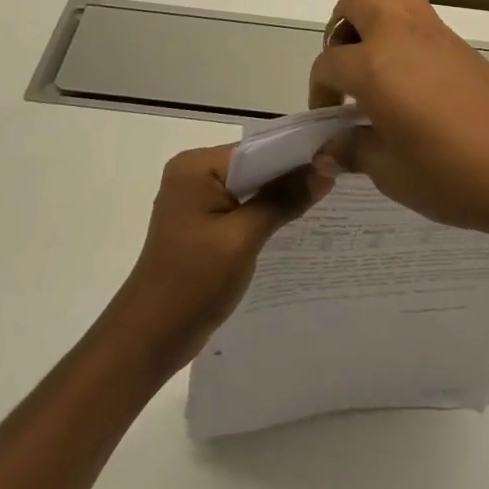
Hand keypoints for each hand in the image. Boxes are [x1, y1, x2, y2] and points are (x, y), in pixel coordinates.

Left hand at [105, 146, 333, 372]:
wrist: (149, 338)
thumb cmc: (193, 282)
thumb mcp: (243, 238)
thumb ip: (283, 200)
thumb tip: (326, 169)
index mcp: (196, 167)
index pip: (256, 149)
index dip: (296, 155)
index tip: (337, 160)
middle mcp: (193, 174)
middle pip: (254, 165)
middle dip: (291, 175)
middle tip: (338, 180)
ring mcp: (195, 199)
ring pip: (249, 187)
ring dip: (280, 195)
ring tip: (326, 198)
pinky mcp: (201, 223)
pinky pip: (240, 206)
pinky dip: (264, 212)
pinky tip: (295, 221)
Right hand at [309, 0, 488, 245]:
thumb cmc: (454, 175)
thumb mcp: (393, 174)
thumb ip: (356, 151)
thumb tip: (333, 147)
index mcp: (375, 66)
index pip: (328, 63)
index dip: (319, 91)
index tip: (329, 120)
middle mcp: (400, 35)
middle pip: (358, 0)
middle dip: (340, 28)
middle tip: (346, 70)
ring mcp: (435, 33)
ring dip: (373, 18)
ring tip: (375, 64)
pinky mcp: (461, 43)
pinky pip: (420, 15)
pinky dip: (402, 31)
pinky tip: (411, 77)